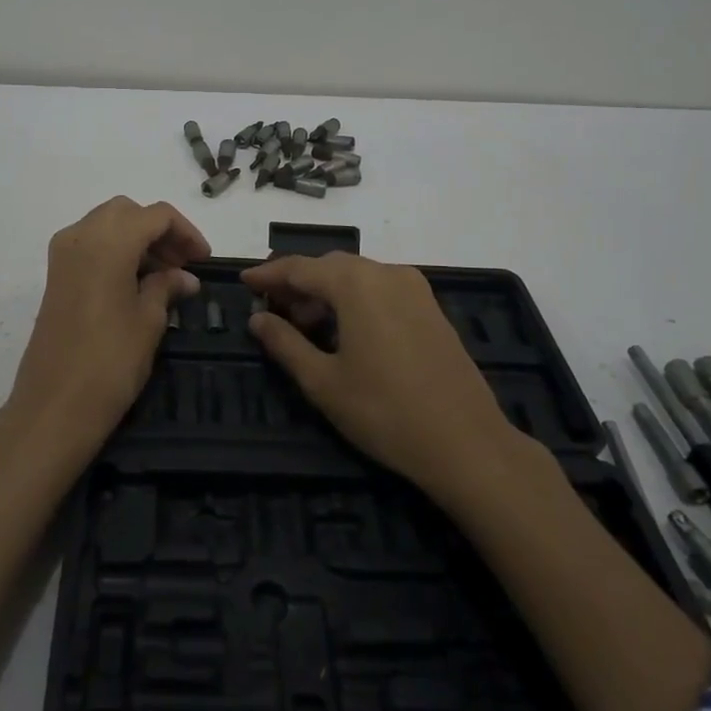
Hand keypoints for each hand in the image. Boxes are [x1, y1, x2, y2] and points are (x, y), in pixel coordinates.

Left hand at [5, 196, 208, 458]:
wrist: (53, 407)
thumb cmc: (109, 362)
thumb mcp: (148, 321)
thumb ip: (166, 287)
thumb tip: (185, 277)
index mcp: (108, 241)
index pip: (156, 215)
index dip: (186, 232)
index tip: (204, 260)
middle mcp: (81, 236)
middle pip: (128, 212)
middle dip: (159, 231)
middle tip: (182, 264)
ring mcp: (63, 255)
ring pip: (106, 225)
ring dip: (137, 239)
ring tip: (163, 276)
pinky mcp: (55, 276)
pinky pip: (90, 244)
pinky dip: (115, 251)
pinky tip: (134, 283)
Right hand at [242, 253, 515, 500]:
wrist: (466, 443)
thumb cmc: (385, 412)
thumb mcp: (323, 382)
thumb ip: (285, 344)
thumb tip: (258, 319)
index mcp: (357, 283)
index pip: (300, 268)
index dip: (269, 275)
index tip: (244, 281)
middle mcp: (387, 273)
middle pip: (330, 267)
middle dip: (298, 284)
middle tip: (271, 309)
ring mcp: (415, 289)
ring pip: (358, 276)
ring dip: (327, 292)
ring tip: (305, 326)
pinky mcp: (431, 309)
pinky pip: (381, 290)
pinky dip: (355, 300)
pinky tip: (345, 331)